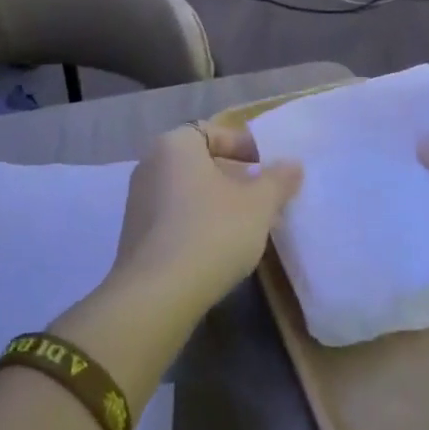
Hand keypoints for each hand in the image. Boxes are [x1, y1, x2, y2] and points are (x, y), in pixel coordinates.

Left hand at [109, 122, 302, 318]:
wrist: (157, 297)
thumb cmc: (211, 232)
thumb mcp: (258, 204)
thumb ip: (278, 180)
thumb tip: (293, 164)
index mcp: (175, 144)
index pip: (213, 132)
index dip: (243, 146)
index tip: (266, 167)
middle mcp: (150, 165)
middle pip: (200, 163)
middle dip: (234, 178)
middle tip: (263, 198)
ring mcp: (138, 202)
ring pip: (188, 192)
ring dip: (218, 203)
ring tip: (249, 227)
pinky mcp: (135, 238)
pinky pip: (174, 218)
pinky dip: (198, 225)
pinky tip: (221, 250)